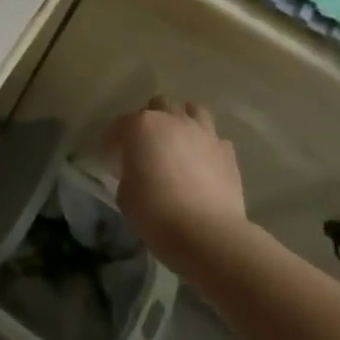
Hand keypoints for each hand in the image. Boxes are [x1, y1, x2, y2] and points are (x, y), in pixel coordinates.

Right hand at [104, 96, 249, 271]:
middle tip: (146, 145)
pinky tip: (202, 163)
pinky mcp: (227, 154)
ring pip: (193, 111)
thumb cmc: (154, 211)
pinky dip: (207, 146)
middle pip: (158, 106)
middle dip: (150, 121)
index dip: (113, 142)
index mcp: (140, 126)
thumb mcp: (125, 192)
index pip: (119, 126)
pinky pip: (215, 140)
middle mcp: (172, 121)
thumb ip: (129, 172)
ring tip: (178, 143)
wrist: (207, 233)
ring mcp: (204, 134)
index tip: (112, 159)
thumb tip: (139, 171)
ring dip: (182, 122)